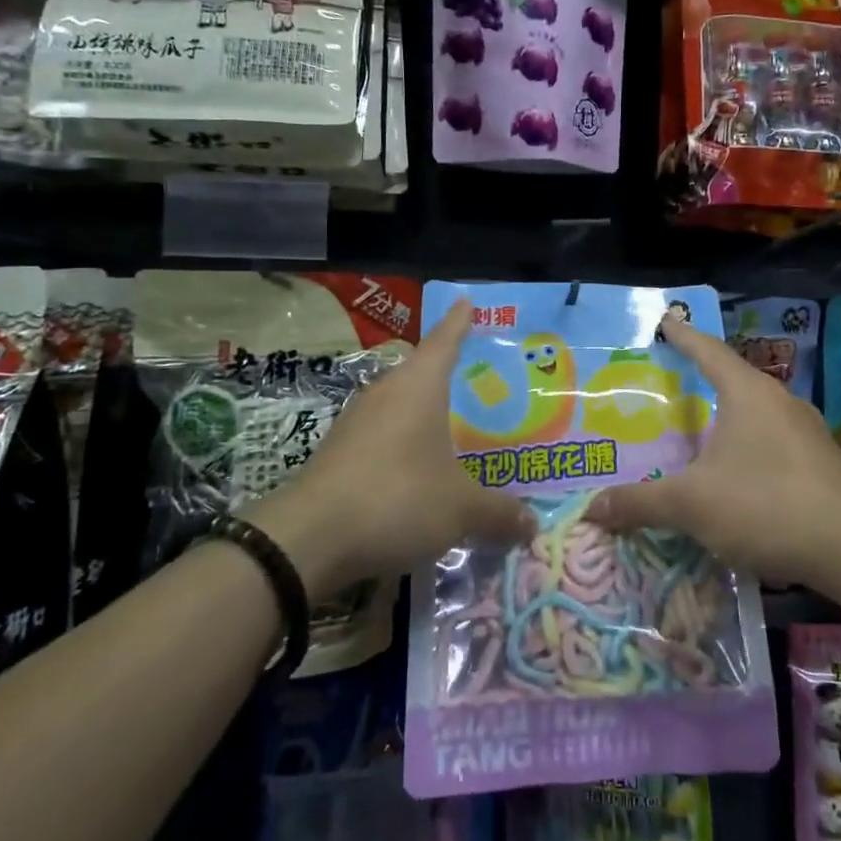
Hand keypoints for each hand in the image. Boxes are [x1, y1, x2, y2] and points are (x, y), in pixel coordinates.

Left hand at [255, 299, 533, 594]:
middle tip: (479, 384)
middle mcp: (386, 392)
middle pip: (420, 373)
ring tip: (452, 432)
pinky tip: (416, 471)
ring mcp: (355, 421)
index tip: (466, 301)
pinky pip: (381, 437)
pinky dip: (402, 446)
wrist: (309, 538)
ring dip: (422, 415)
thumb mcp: (460, 509)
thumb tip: (531, 526)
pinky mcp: (337, 452)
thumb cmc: (397, 499)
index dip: (459, 322)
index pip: (445, 341)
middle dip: (447, 376)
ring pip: (398, 406)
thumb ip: (498, 513)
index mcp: (419, 386)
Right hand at [585, 310, 840, 586]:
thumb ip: (641, 503)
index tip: (667, 321)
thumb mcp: (692, 504)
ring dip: (730, 418)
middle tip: (674, 385)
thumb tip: (592, 508)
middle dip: (704, 380)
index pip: (708, 351)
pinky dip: (750, 448)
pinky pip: (775, 442)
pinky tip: (739, 475)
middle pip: (735, 380)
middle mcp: (780, 402)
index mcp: (747, 393)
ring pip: (758, 413)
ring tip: (703, 432)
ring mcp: (807, 432)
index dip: (684, 336)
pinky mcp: (823, 463)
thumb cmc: (765, 504)